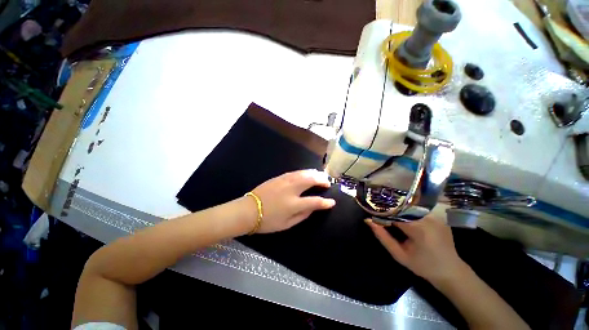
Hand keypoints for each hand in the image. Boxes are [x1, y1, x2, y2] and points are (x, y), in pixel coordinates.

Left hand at [249, 169, 335, 233]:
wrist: (248, 210)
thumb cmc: (268, 221)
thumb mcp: (287, 224)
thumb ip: (302, 215)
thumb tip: (313, 208)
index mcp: (293, 204)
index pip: (314, 201)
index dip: (325, 202)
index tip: (332, 202)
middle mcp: (291, 190)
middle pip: (310, 181)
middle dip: (321, 180)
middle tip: (327, 182)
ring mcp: (284, 181)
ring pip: (303, 174)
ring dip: (314, 173)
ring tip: (321, 175)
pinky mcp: (279, 177)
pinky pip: (295, 172)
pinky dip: (304, 172)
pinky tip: (307, 172)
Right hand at [366, 216, 466, 284]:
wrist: (451, 271)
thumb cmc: (423, 266)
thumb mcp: (399, 254)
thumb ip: (382, 236)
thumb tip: (368, 220)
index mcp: (418, 228)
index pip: (393, 212)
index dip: (382, 212)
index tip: (373, 214)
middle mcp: (428, 218)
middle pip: (401, 207)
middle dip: (389, 209)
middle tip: (381, 214)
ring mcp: (435, 216)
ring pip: (409, 206)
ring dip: (399, 210)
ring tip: (392, 216)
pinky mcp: (439, 216)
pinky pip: (418, 210)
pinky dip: (409, 212)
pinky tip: (406, 219)